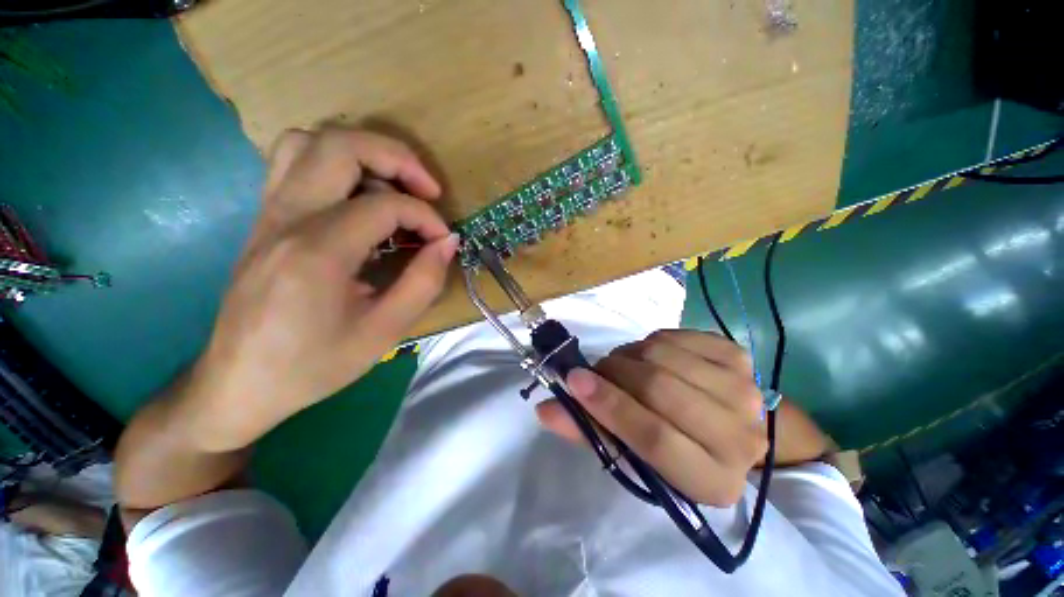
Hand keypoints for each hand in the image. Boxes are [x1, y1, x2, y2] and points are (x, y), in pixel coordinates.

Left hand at [183, 127, 458, 451]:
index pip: (385, 205)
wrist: (239, 383)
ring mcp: (268, 213)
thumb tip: (448, 242)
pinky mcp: (264, 219)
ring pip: (309, 142)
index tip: (443, 241)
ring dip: (362, 153)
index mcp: (318, 251)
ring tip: (393, 187)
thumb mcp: (384, 332)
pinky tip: (357, 198)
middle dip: (397, 157)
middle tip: (427, 189)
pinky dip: (334, 164)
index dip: (426, 217)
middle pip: (340, 145)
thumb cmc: (314, 364)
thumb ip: (423, 282)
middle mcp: (286, 218)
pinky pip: (293, 163)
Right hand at [536, 330, 767, 505]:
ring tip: (622, 365)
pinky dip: (650, 341)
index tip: (574, 381)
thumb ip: (589, 431)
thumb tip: (546, 409)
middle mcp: (739, 438)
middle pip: (659, 388)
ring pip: (663, 355)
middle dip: (614, 372)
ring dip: (629, 355)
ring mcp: (744, 390)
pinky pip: (674, 336)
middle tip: (596, 371)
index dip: (610, 406)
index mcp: (711, 480)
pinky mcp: (738, 356)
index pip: (655, 439)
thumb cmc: (675, 447)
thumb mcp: (632, 453)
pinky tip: (650, 355)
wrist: (729, 425)